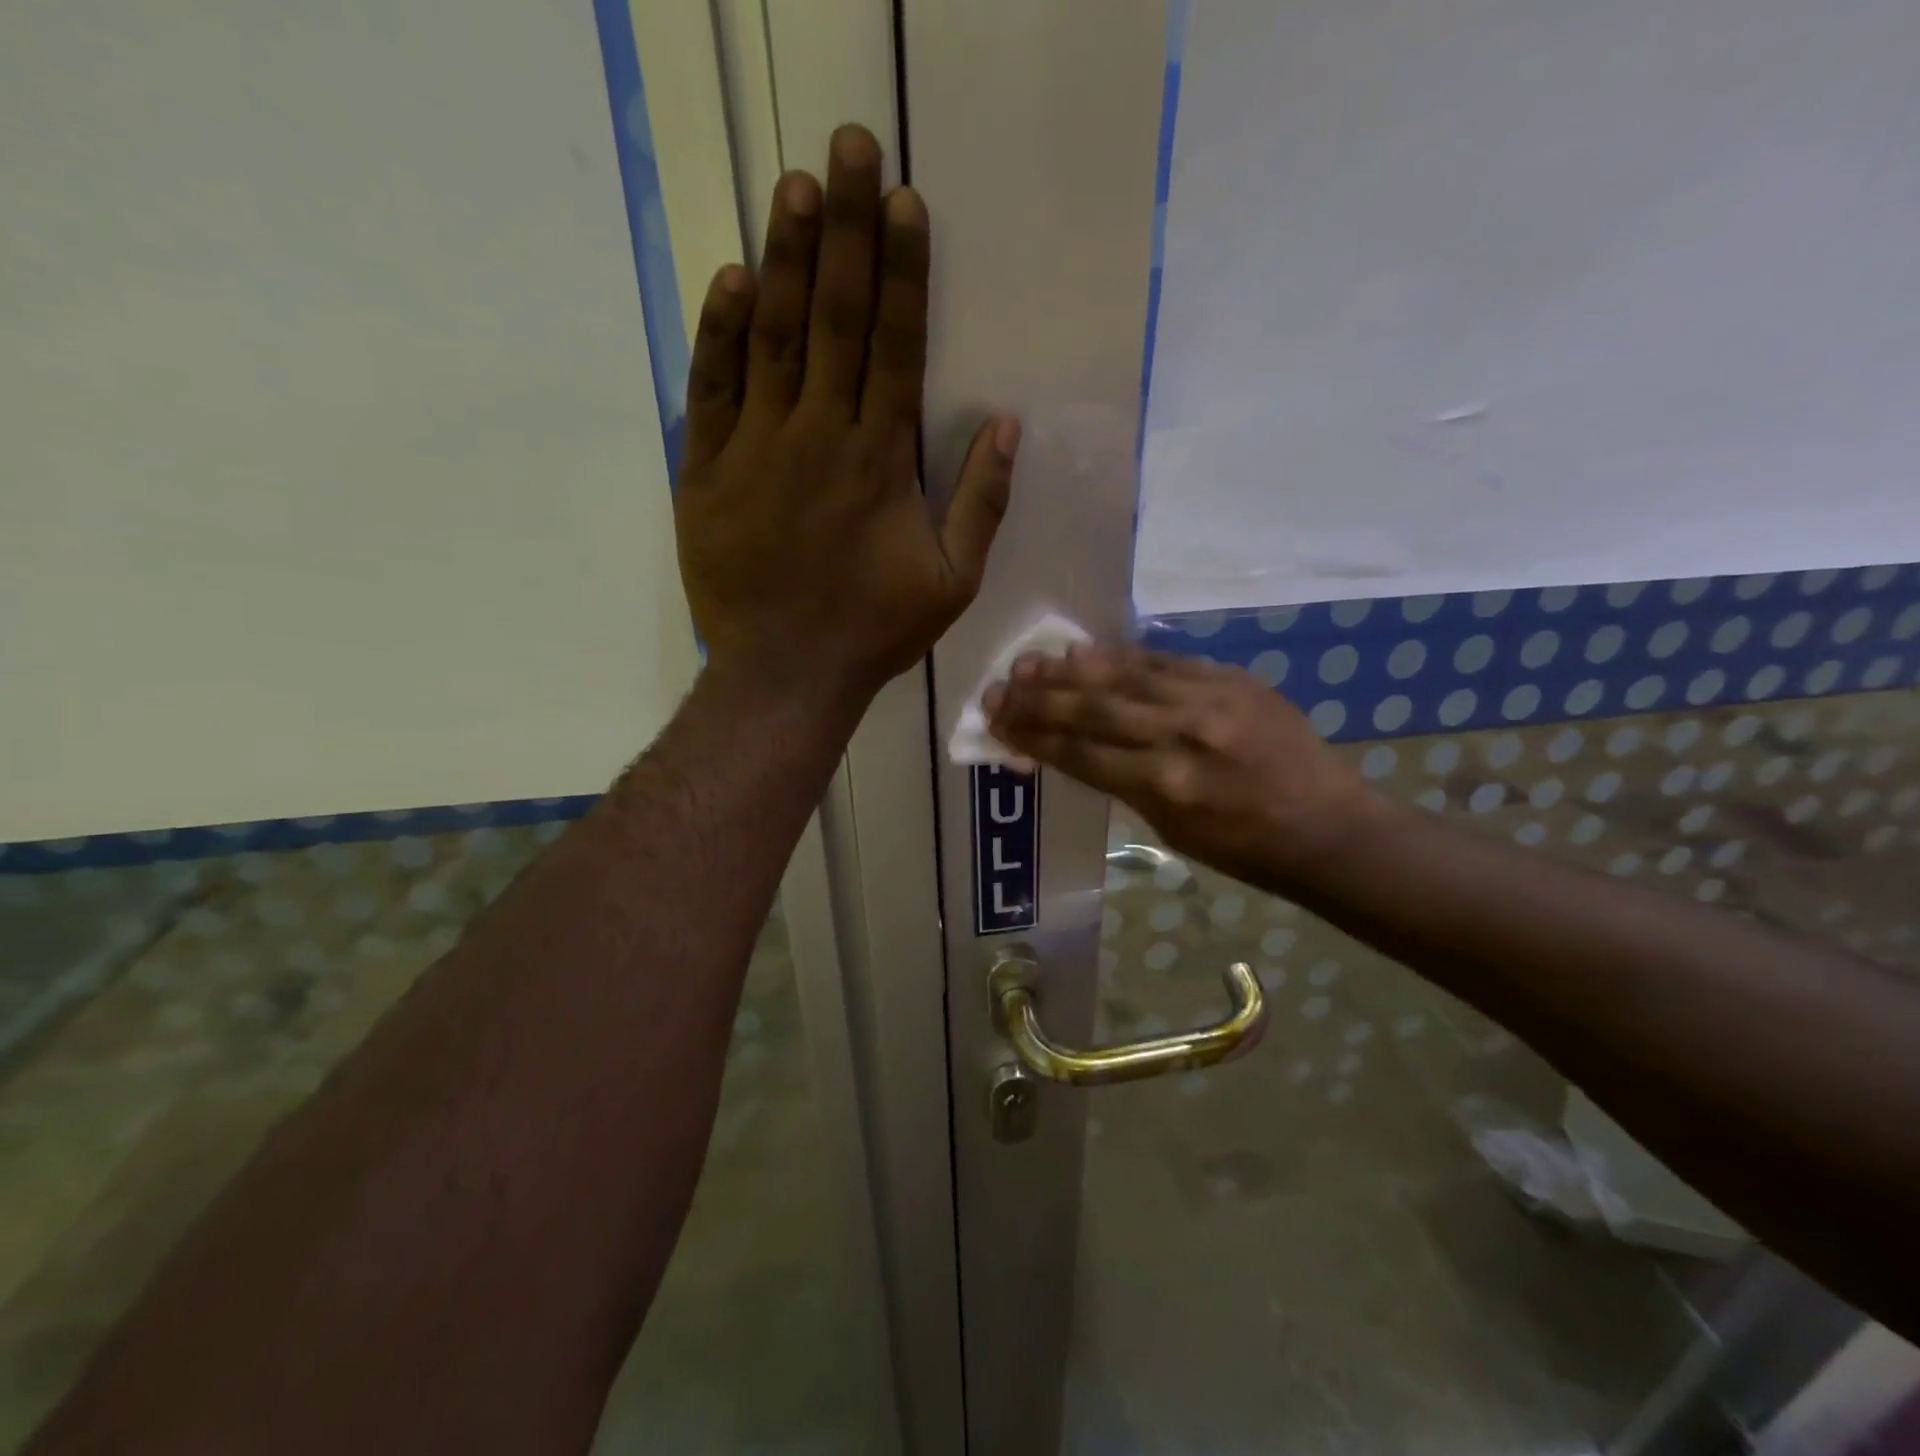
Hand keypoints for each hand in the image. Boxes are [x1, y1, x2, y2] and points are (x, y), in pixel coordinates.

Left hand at [675, 124, 1017, 709]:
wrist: (785, 672)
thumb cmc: (874, 630)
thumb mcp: (951, 581)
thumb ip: (982, 504)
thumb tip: (1009, 426)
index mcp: (880, 461)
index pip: (895, 345)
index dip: (901, 270)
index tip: (904, 202)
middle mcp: (819, 436)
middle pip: (835, 318)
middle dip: (845, 228)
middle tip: (849, 148)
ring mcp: (755, 449)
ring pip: (773, 338)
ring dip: (786, 258)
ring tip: (796, 186)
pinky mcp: (705, 470)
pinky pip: (711, 389)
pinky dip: (721, 333)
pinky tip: (733, 279)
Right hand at [985, 644, 1381, 891]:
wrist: (1328, 827)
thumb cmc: (1244, 848)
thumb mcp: (1170, 830)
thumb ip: (1119, 784)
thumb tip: (1070, 748)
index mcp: (1163, 788)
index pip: (1080, 753)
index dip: (1033, 736)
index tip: (997, 722)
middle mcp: (1180, 737)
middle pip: (1092, 710)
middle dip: (1038, 699)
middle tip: (997, 689)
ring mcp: (1209, 701)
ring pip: (1123, 677)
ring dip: (1069, 670)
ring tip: (1028, 662)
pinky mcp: (1231, 679)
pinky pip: (1163, 661)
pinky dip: (1121, 656)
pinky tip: (1085, 651)